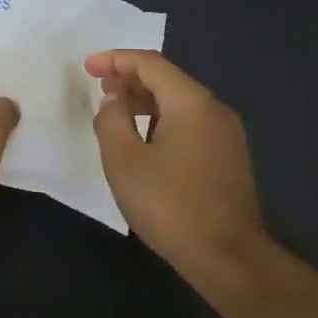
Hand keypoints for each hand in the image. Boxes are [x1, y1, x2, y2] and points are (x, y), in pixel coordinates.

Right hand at [85, 49, 267, 286]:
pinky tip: (144, 139)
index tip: (87, 68)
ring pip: (180, 102)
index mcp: (191, 103)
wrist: (228, 257)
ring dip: (146, 100)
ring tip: (116, 112)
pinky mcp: (229, 157)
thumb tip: (114, 102)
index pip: (150, 63)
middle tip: (100, 89)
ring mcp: (227, 134)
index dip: (115, 60)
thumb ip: (111, 121)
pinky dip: (163, 119)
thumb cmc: (170, 205)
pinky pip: (191, 123)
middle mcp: (214, 110)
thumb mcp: (124, 161)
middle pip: (168, 79)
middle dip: (130, 78)